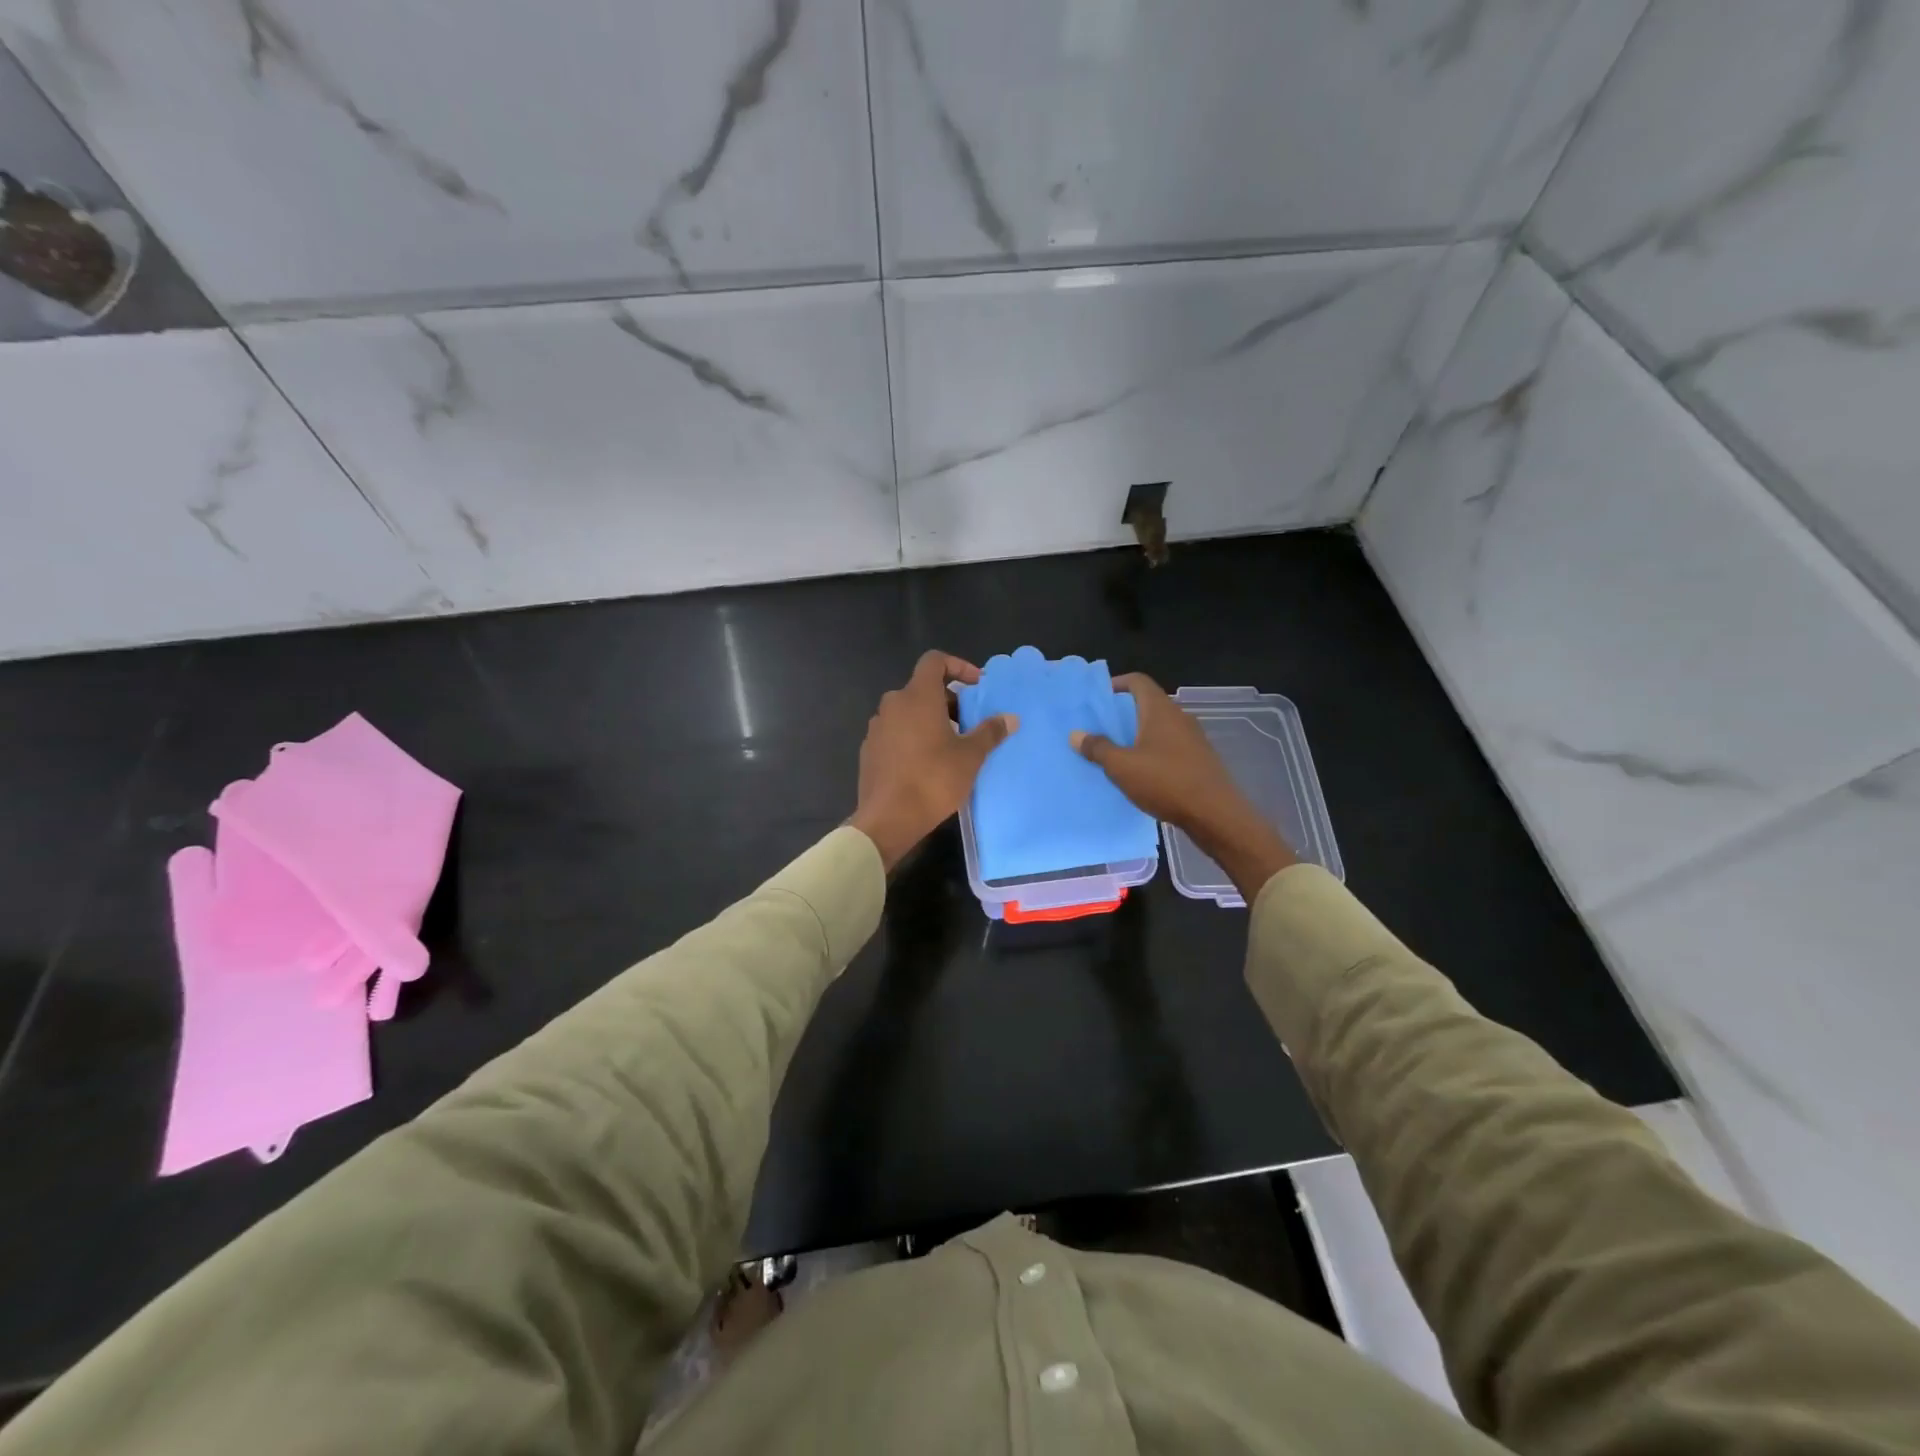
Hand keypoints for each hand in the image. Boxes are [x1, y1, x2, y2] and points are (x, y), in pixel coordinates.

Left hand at [848, 651, 1017, 871]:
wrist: (888, 818)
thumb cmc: (933, 779)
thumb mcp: (970, 756)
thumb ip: (989, 732)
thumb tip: (1010, 718)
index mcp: (917, 696)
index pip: (934, 661)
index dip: (958, 666)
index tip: (977, 686)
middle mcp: (893, 704)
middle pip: (922, 688)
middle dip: (948, 700)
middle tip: (968, 722)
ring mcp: (877, 727)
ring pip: (907, 711)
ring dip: (929, 719)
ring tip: (950, 744)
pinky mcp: (869, 750)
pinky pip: (895, 732)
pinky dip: (912, 737)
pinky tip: (926, 762)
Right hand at [1072, 673, 1296, 900]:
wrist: (1215, 814)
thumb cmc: (1166, 782)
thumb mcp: (1122, 766)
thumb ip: (1098, 748)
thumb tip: (1076, 734)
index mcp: (1160, 710)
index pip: (1138, 681)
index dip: (1116, 684)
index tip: (1097, 697)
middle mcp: (1179, 717)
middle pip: (1147, 704)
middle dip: (1122, 713)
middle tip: (1099, 727)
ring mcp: (1192, 738)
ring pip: (1159, 727)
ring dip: (1137, 734)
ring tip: (1114, 751)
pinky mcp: (1199, 759)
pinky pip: (1169, 746)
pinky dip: (1151, 751)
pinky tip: (1139, 772)